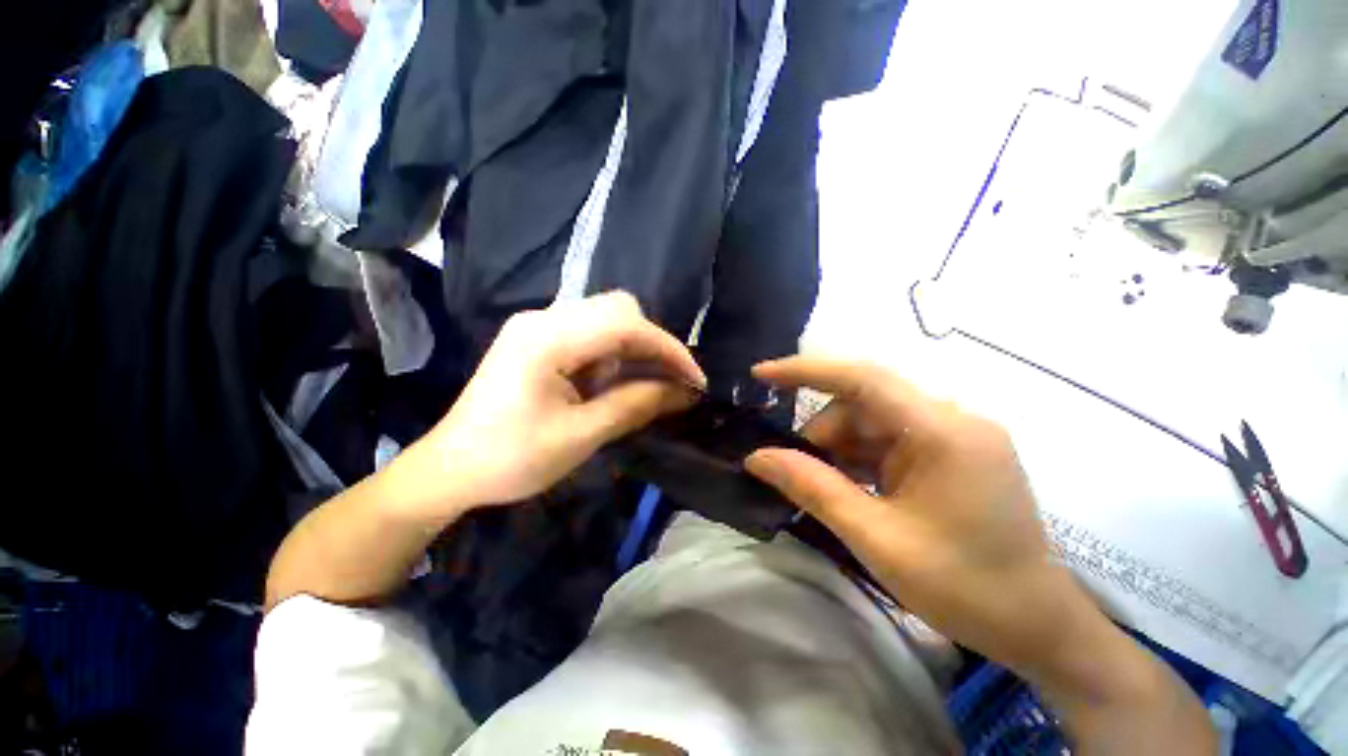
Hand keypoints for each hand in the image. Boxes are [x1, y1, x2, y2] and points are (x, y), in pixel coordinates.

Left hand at [389, 292, 703, 524]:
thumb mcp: (582, 435)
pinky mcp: (538, 339)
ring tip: (638, 388)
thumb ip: (636, 405)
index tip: (695, 379)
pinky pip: (590, 334)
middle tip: (668, 382)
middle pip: (618, 309)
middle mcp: (543, 318)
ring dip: (632, 350)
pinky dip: (613, 355)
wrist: (451, 469)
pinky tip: (609, 384)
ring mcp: (538, 325)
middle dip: (652, 344)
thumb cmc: (511, 459)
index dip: (668, 349)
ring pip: (607, 319)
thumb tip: (685, 392)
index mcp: (547, 339)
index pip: (626, 324)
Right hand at [743, 356, 1100, 676]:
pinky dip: (861, 458)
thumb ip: (812, 488)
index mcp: (943, 432)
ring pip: (873, 421)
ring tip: (828, 488)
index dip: (805, 371)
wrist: (1037, 628)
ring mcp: (955, 436)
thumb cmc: (963, 587)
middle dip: (823, 432)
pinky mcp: (952, 454)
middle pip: (864, 403)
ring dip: (840, 448)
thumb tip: (757, 457)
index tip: (760, 374)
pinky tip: (852, 488)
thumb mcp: (875, 537)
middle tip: (796, 470)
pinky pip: (890, 440)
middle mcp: (952, 420)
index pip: (863, 378)